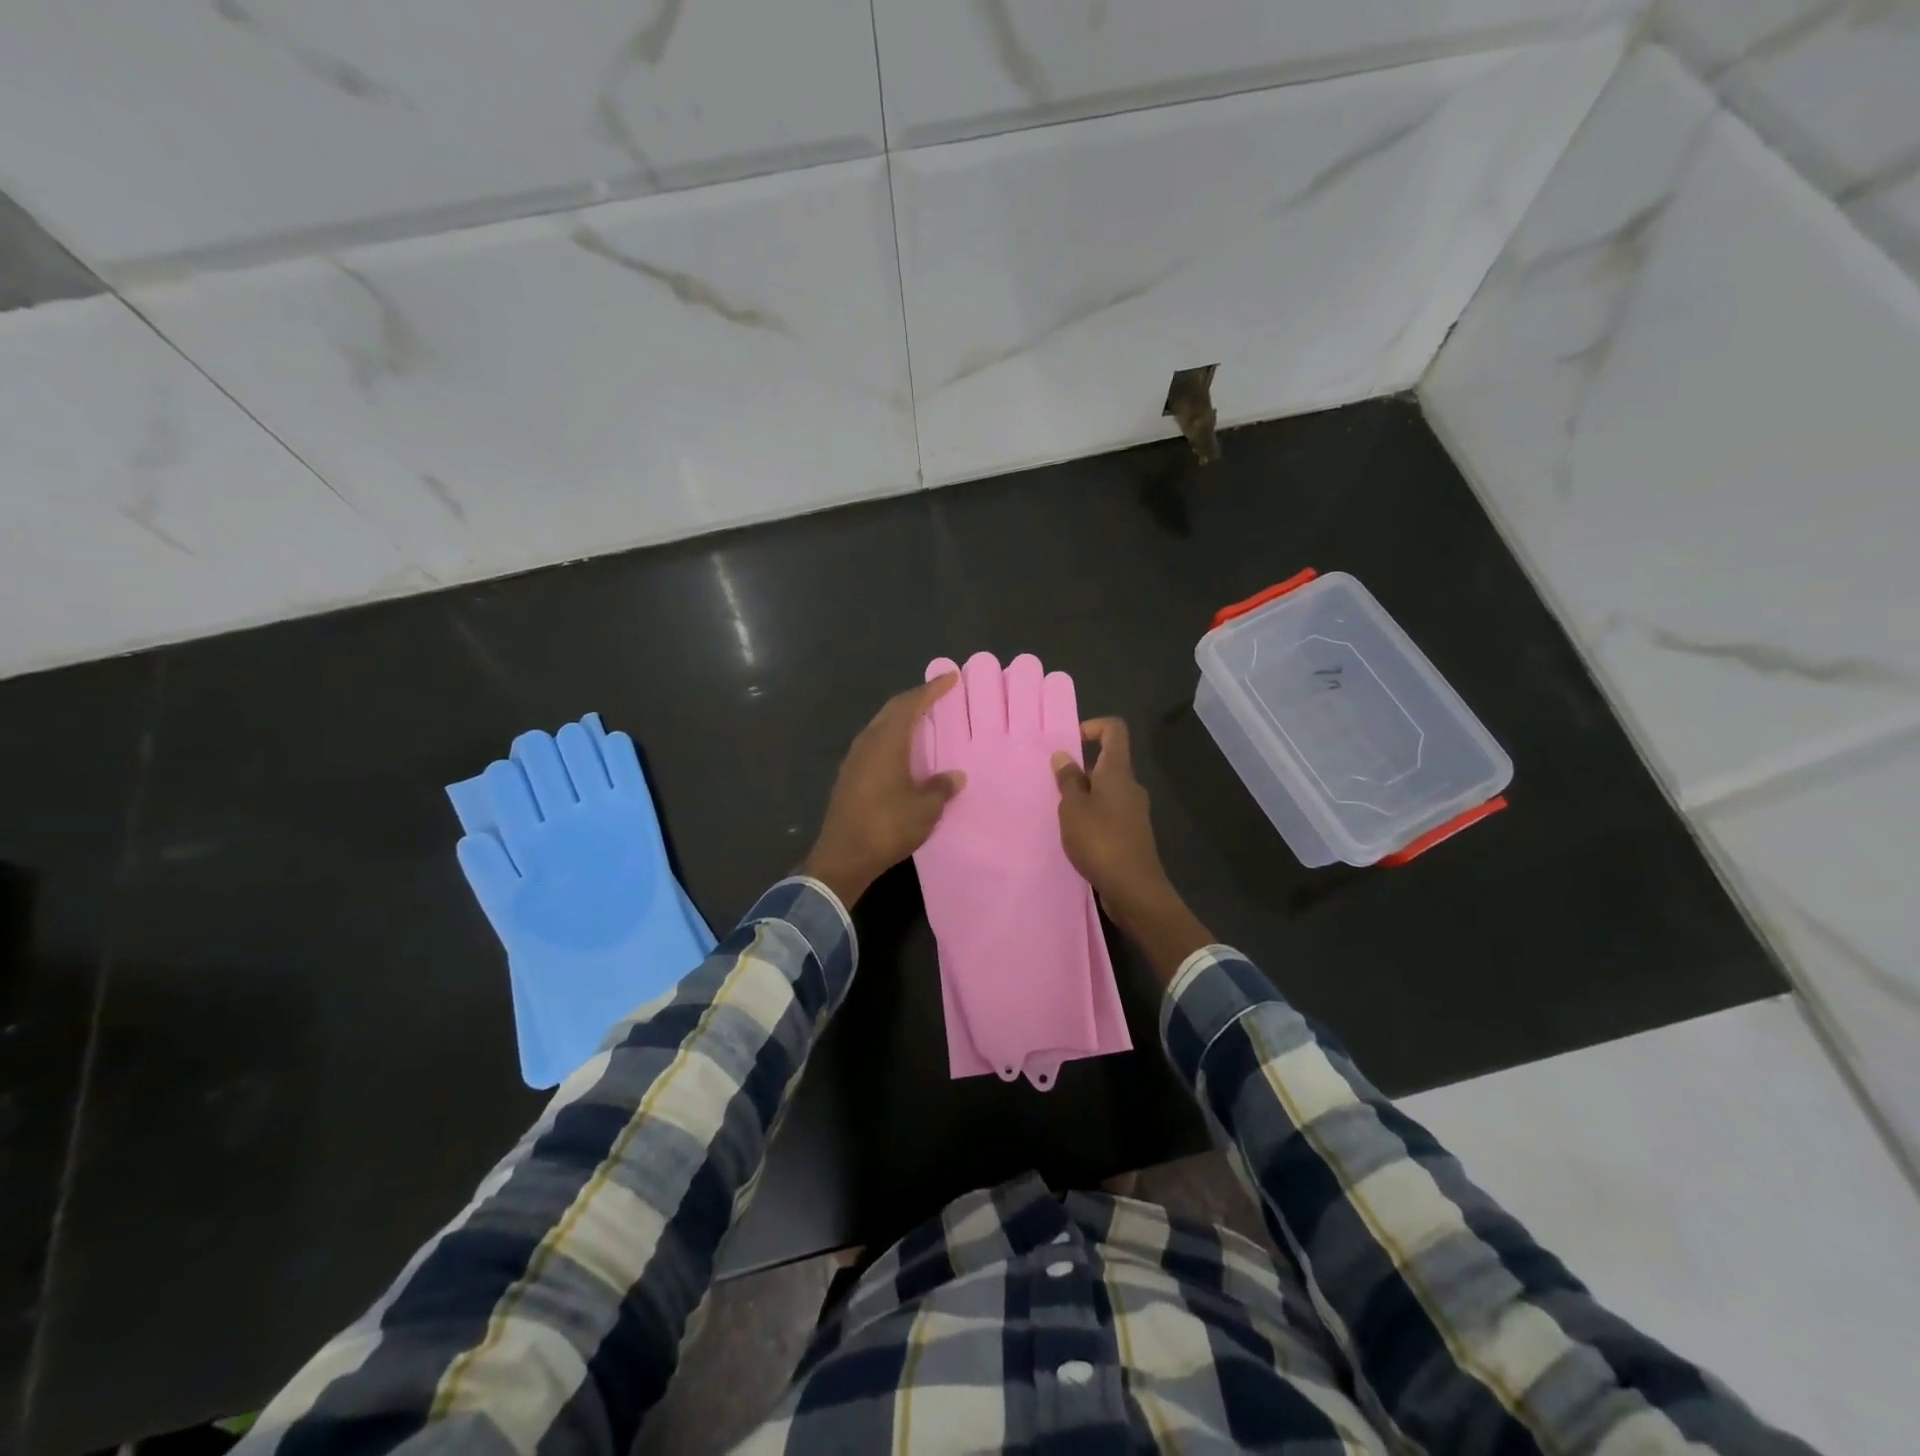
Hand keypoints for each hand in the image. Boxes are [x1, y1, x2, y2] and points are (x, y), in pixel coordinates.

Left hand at [801, 675, 965, 905]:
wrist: (842, 857)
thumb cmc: (887, 827)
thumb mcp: (924, 809)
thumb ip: (940, 788)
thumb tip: (955, 776)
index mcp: (886, 742)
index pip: (910, 704)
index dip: (931, 689)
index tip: (950, 677)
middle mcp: (867, 742)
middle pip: (892, 710)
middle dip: (915, 699)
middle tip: (938, 693)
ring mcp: (854, 759)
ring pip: (880, 726)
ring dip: (901, 718)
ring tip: (923, 719)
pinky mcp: (849, 776)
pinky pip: (874, 743)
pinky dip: (892, 737)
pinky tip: (902, 751)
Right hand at [1054, 718, 1213, 985]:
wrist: (1134, 889)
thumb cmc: (1100, 840)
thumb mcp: (1073, 808)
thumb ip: (1068, 780)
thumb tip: (1064, 755)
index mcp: (1118, 772)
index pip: (1115, 730)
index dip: (1093, 727)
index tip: (1071, 744)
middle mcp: (1131, 787)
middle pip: (1109, 763)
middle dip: (1081, 769)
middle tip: (1056, 787)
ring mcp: (1135, 812)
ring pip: (1108, 791)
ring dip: (1086, 796)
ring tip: (1062, 814)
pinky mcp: (1133, 835)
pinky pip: (1111, 813)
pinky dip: (1093, 816)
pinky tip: (1077, 836)